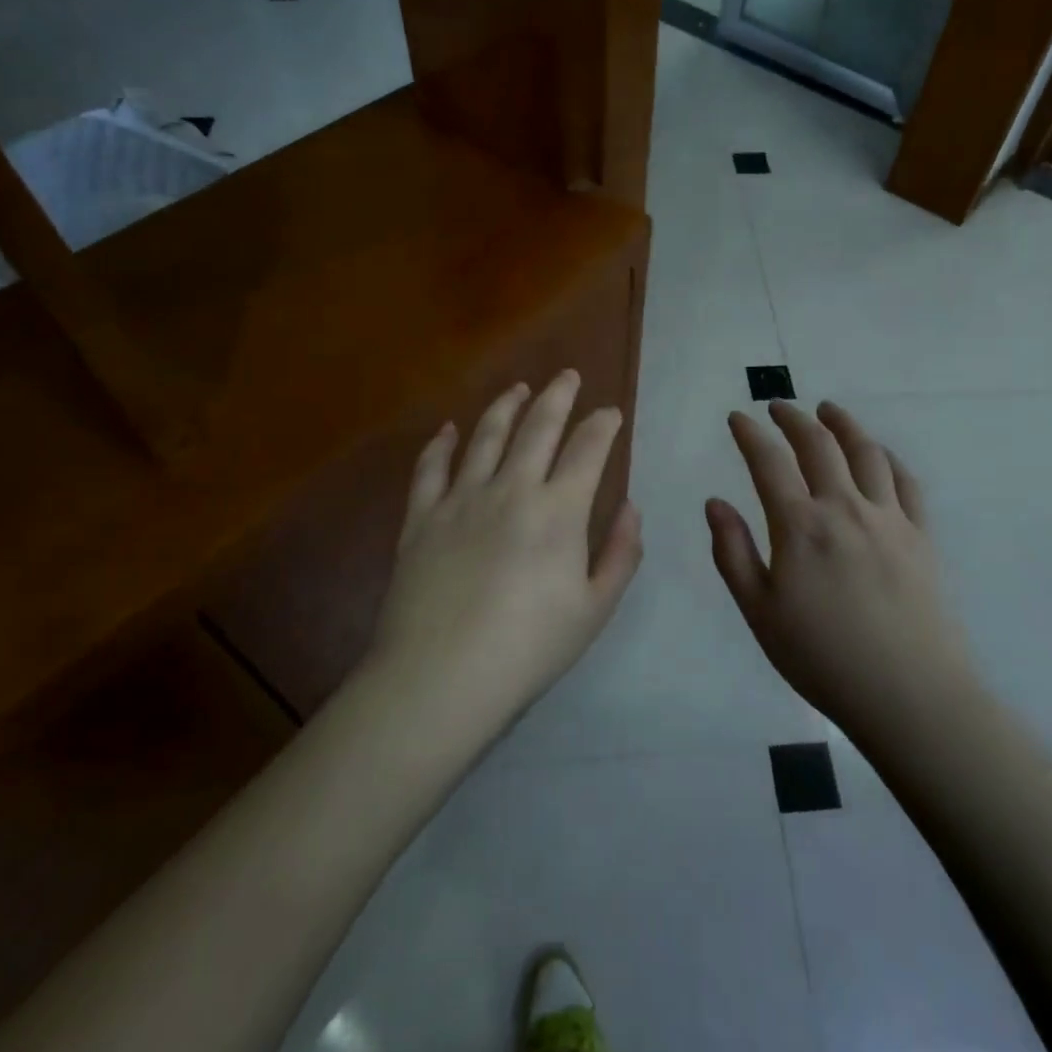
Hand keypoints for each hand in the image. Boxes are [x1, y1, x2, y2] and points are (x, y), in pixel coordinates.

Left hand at [368, 372, 642, 731]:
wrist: (441, 676)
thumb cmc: (528, 648)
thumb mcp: (594, 609)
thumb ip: (621, 553)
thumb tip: (630, 507)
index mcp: (558, 511)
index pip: (587, 449)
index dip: (603, 424)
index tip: (611, 411)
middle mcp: (511, 489)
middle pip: (538, 428)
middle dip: (558, 396)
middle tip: (568, 376)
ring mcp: (461, 498)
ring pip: (486, 435)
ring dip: (506, 406)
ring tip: (519, 388)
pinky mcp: (421, 516)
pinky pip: (431, 467)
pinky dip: (442, 443)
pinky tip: (449, 428)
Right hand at [706, 400, 968, 744]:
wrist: (909, 694)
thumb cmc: (822, 658)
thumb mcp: (759, 612)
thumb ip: (733, 553)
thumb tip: (714, 503)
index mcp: (800, 526)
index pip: (768, 462)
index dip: (750, 435)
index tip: (737, 417)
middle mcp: (844, 508)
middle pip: (818, 445)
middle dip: (794, 418)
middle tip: (778, 407)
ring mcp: (888, 518)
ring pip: (866, 452)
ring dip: (843, 424)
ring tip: (828, 410)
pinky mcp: (921, 535)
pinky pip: (905, 481)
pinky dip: (887, 458)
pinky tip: (879, 454)